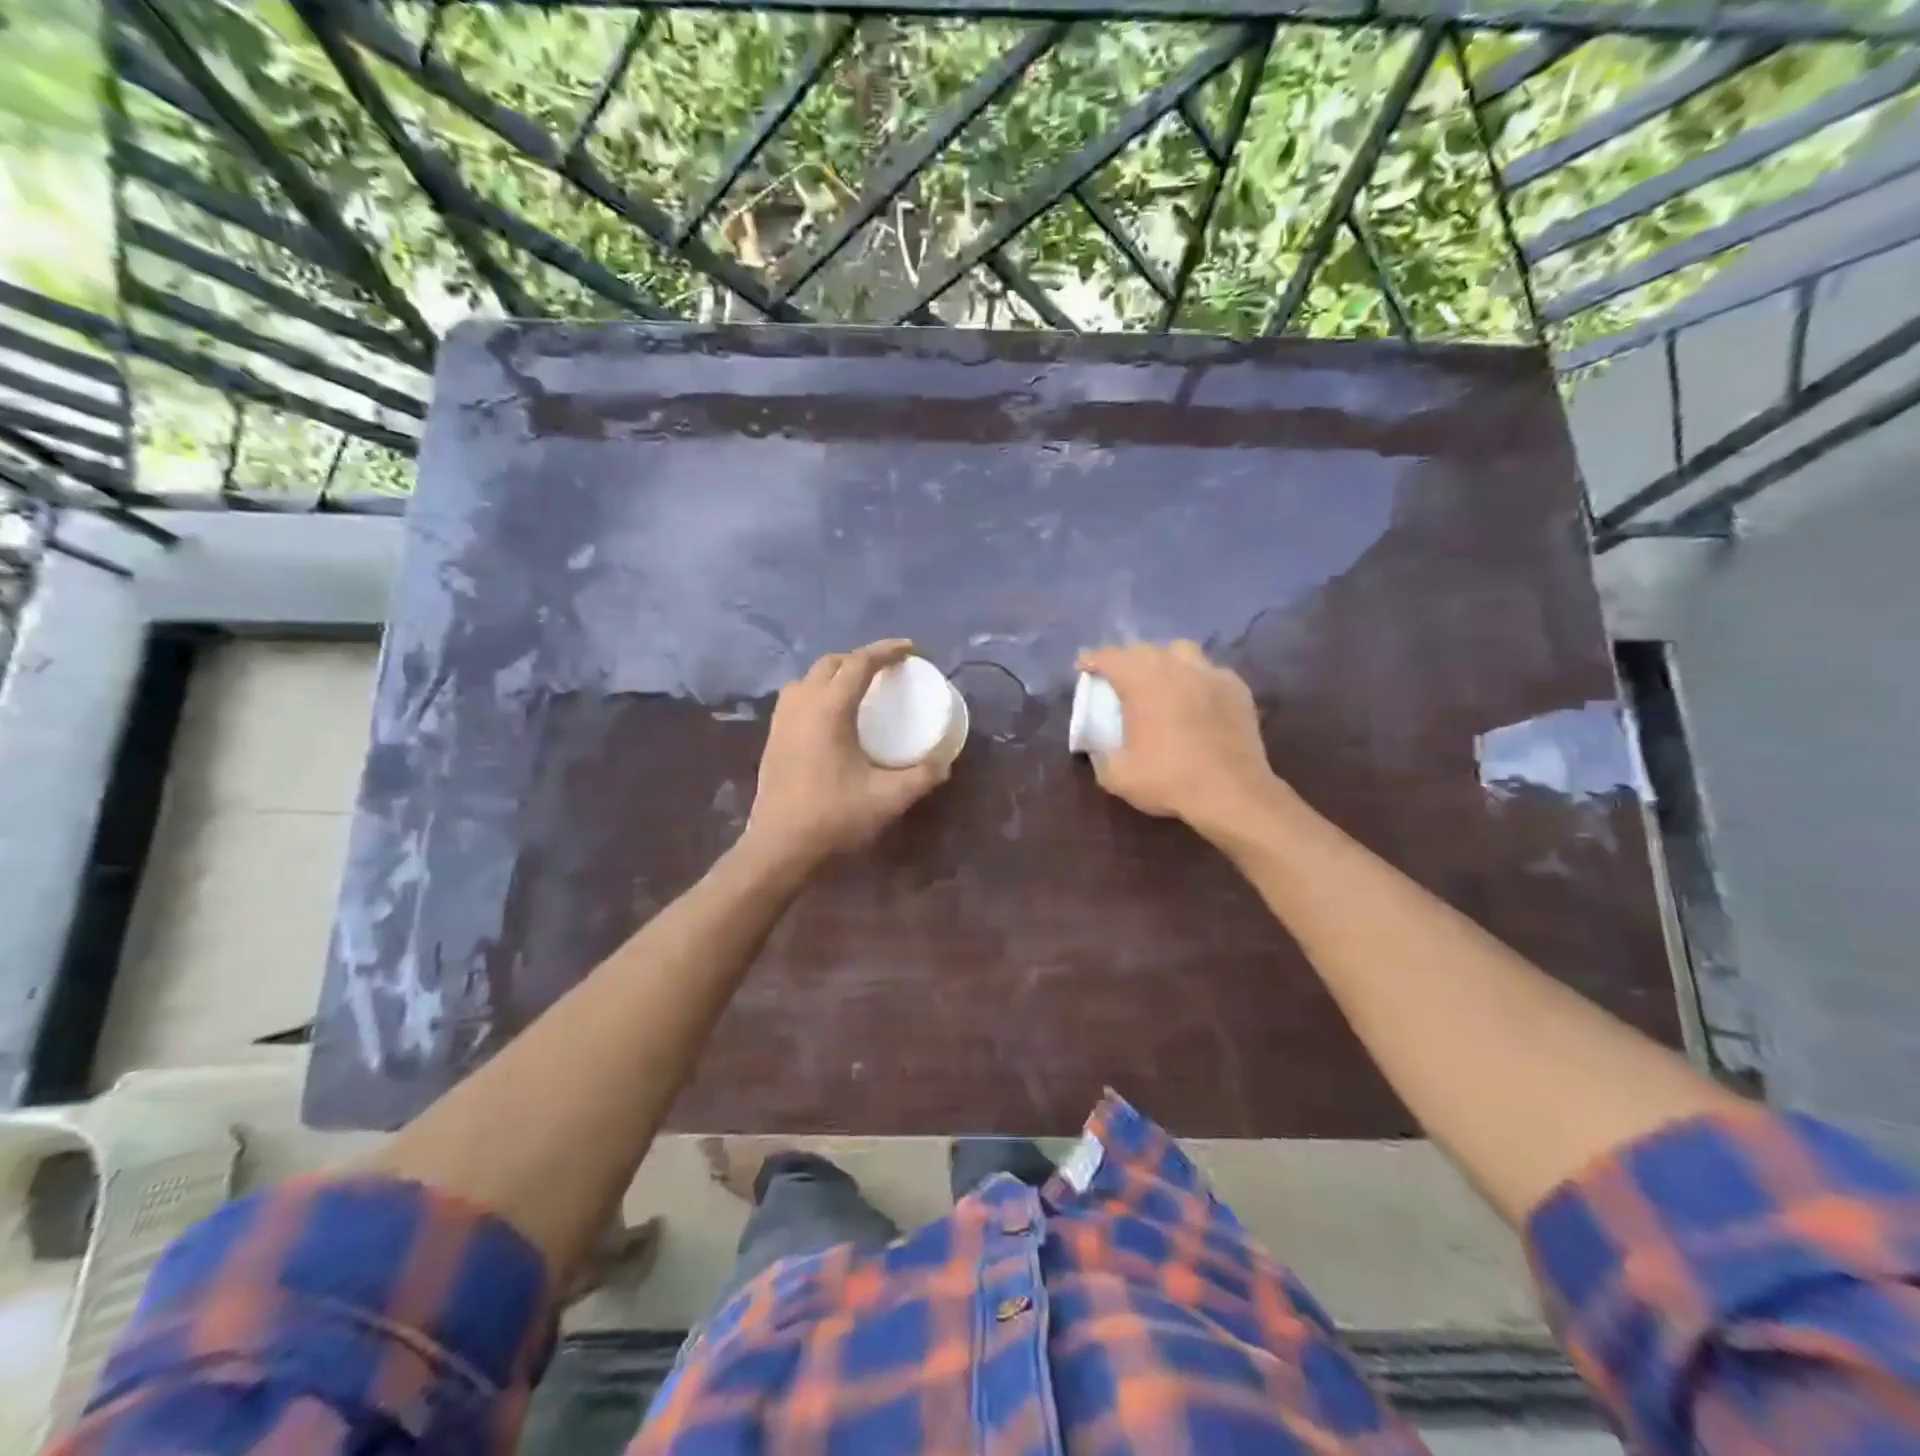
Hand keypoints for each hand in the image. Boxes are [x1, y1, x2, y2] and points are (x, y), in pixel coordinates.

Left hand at [742, 639, 951, 871]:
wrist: (779, 848)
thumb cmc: (834, 818)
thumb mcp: (888, 799)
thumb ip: (920, 777)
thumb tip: (943, 762)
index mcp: (829, 710)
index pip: (859, 663)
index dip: (886, 651)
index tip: (910, 649)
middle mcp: (802, 705)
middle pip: (830, 663)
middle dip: (860, 659)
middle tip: (886, 671)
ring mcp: (782, 721)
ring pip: (808, 679)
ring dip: (834, 674)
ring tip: (857, 689)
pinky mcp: (773, 739)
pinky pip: (796, 698)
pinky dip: (817, 693)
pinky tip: (830, 717)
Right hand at [1077, 641, 1282, 838]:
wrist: (1232, 793)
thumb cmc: (1168, 779)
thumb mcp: (1117, 776)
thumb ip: (1100, 756)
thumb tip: (1098, 750)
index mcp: (1140, 680)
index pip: (1109, 657)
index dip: (1092, 659)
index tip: (1083, 667)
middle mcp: (1175, 666)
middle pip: (1144, 649)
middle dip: (1127, 660)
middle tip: (1120, 680)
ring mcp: (1210, 674)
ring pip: (1181, 651)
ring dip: (1165, 661)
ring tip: (1161, 681)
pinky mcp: (1237, 688)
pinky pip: (1210, 672)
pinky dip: (1197, 680)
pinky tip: (1196, 699)